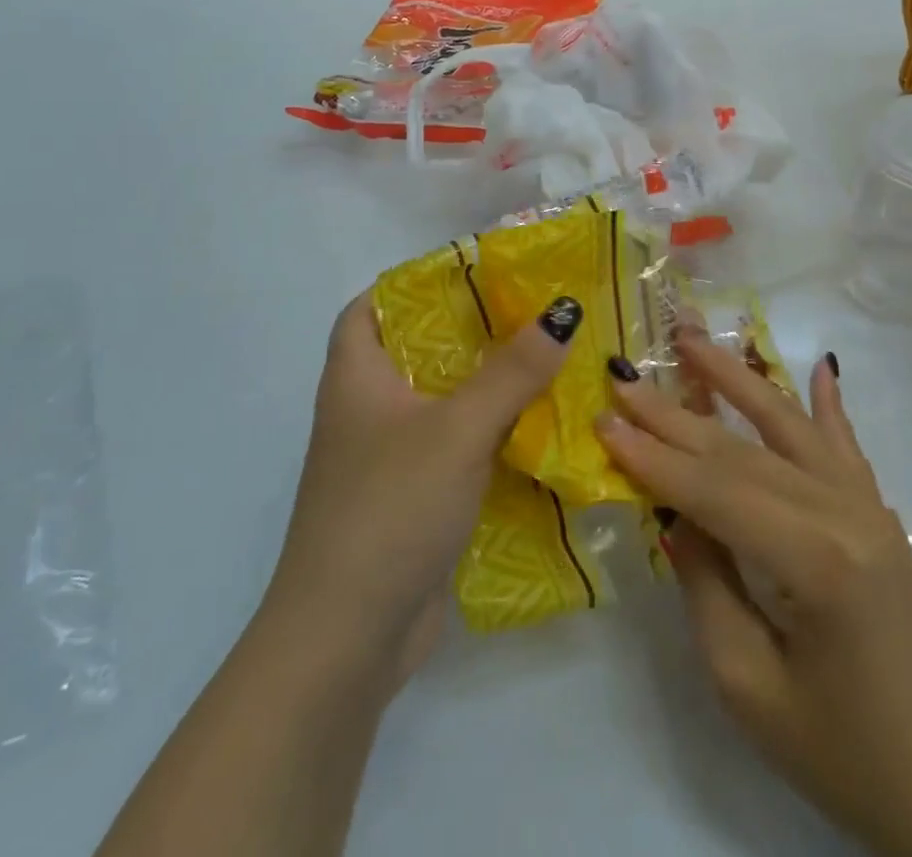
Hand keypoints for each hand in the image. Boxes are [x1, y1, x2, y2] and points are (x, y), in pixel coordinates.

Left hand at [260, 291, 580, 688]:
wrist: (348, 638)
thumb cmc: (390, 508)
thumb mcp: (457, 429)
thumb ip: (513, 371)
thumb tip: (563, 310)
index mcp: (356, 376)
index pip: (370, 306)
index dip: (413, 282)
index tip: (471, 272)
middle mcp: (365, 410)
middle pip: (417, 350)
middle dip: (470, 331)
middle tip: (529, 311)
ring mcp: (387, 458)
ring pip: (441, 401)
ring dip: (487, 384)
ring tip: (546, 358)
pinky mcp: (412, 498)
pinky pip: (455, 447)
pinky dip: (489, 433)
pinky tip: (537, 428)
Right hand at [596, 331, 911, 856]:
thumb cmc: (842, 755)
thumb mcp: (748, 684)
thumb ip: (706, 583)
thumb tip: (674, 511)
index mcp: (813, 560)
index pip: (714, 490)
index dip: (653, 457)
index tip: (603, 419)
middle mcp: (843, 513)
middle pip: (741, 450)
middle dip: (674, 413)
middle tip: (624, 375)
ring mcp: (868, 507)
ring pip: (787, 426)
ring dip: (736, 378)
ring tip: (692, 339)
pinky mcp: (880, 516)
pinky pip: (845, 446)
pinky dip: (828, 403)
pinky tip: (821, 366)